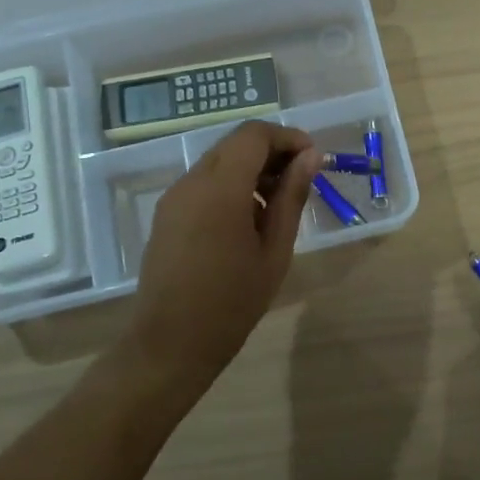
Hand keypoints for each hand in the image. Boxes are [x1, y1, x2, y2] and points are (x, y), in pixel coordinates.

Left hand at [122, 121, 320, 395]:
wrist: (170, 344)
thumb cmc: (232, 302)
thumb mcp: (275, 250)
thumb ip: (292, 197)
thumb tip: (311, 157)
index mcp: (220, 189)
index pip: (254, 135)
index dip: (287, 138)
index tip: (313, 159)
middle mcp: (192, 182)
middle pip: (235, 144)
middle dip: (272, 152)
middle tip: (301, 180)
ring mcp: (174, 196)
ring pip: (219, 161)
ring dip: (252, 169)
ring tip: (278, 204)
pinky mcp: (166, 213)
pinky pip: (204, 182)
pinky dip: (231, 185)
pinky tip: (248, 219)